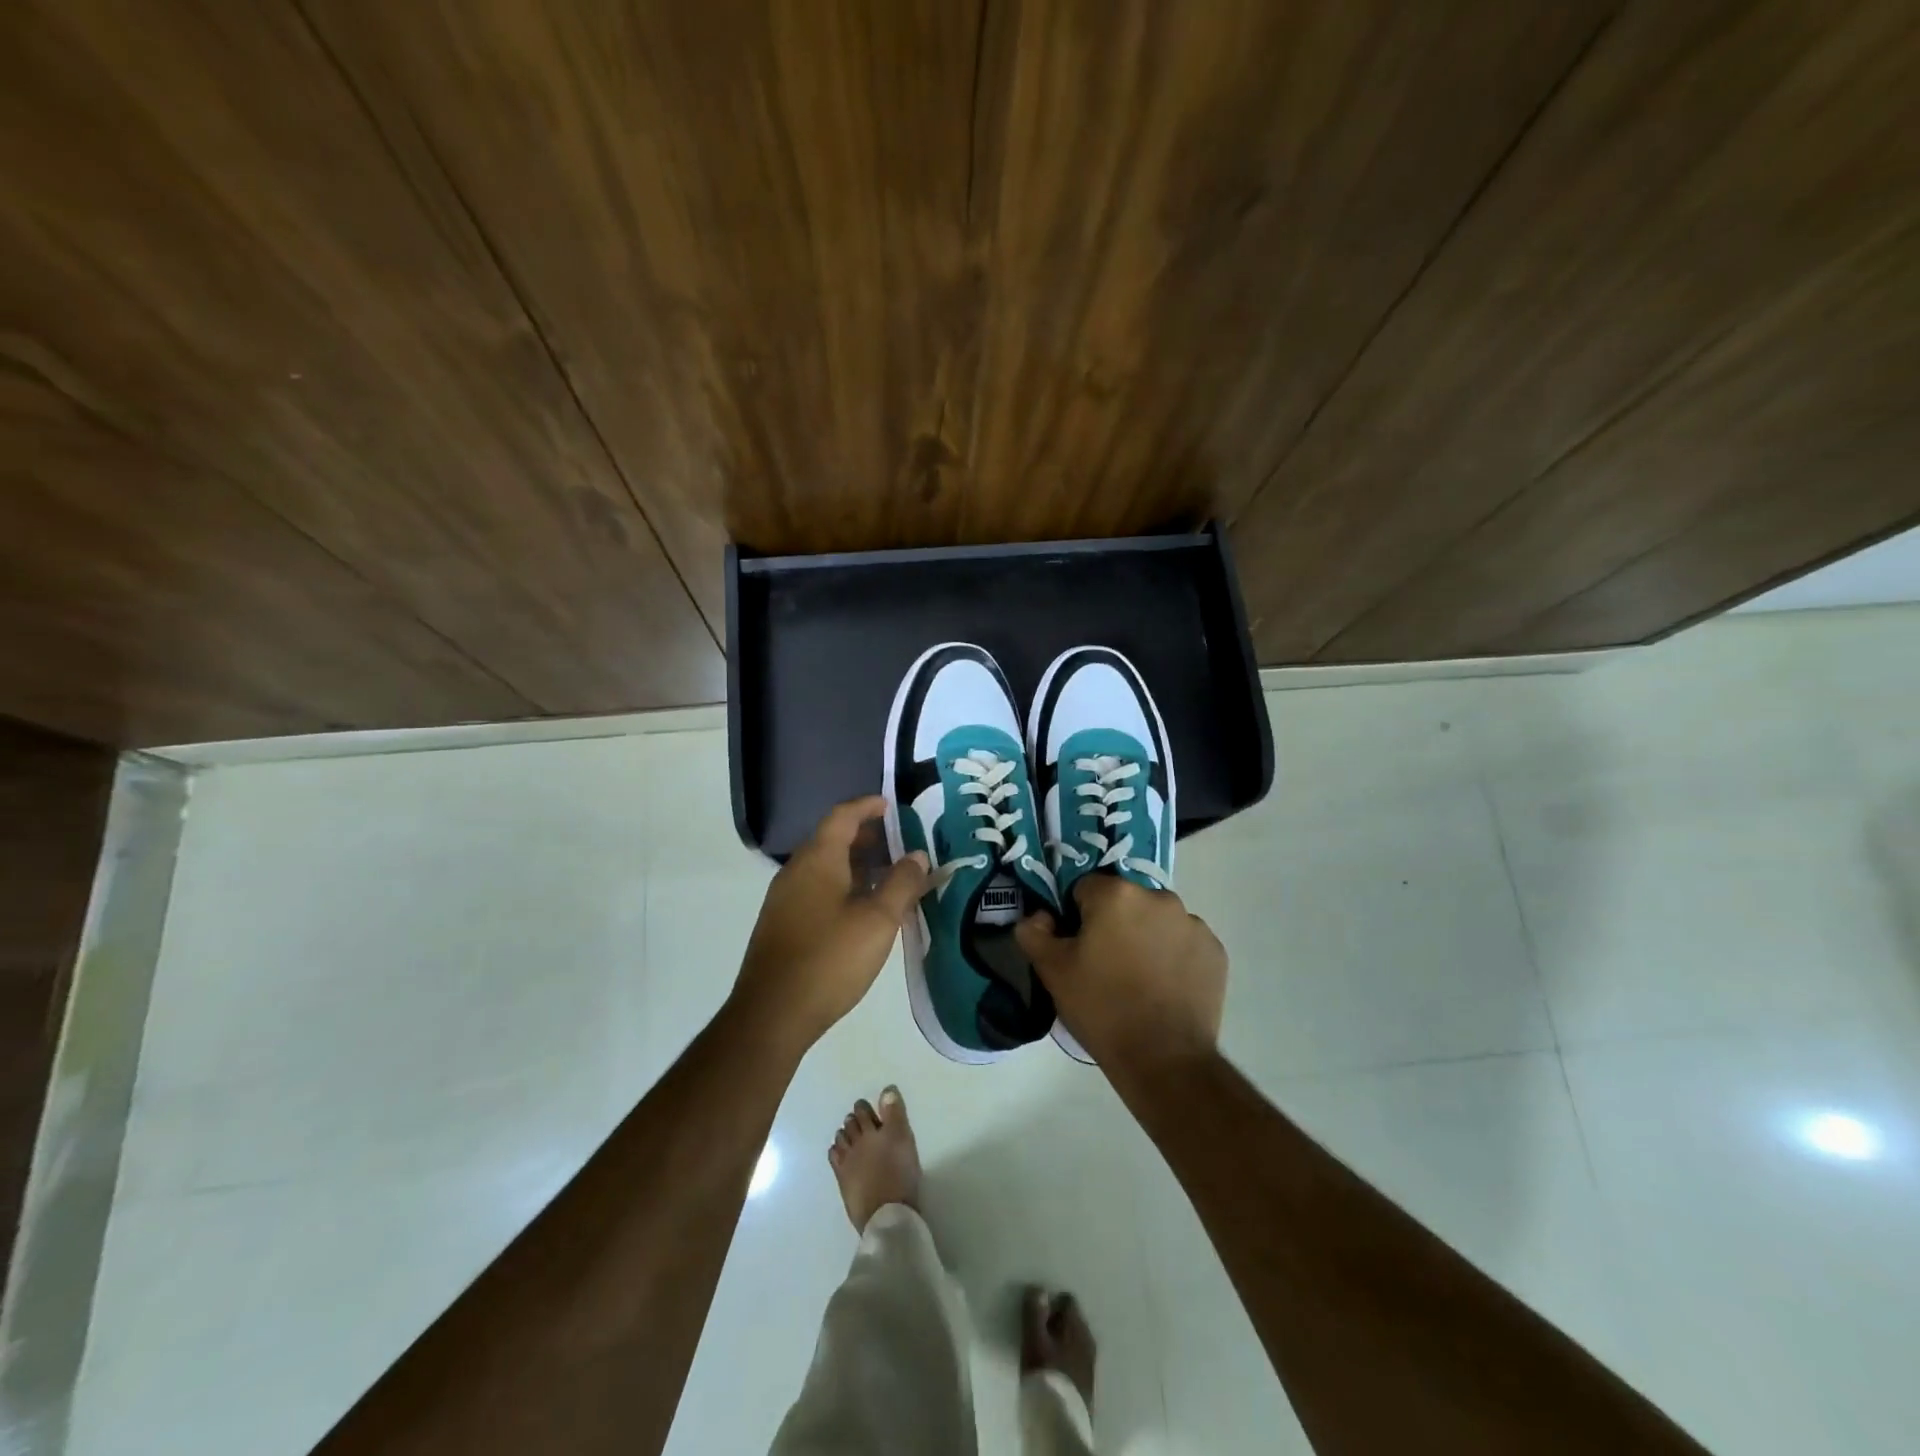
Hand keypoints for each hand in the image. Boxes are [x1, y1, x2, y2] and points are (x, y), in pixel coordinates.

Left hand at [731, 795, 929, 1053]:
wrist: (772, 1014)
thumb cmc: (830, 959)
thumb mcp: (878, 920)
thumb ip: (902, 883)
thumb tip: (918, 855)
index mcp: (818, 860)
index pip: (842, 816)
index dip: (867, 806)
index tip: (891, 806)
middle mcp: (797, 871)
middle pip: (833, 840)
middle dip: (867, 838)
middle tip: (900, 844)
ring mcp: (785, 899)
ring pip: (826, 868)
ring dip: (857, 866)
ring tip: (890, 878)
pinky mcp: (783, 925)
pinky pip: (817, 890)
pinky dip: (844, 887)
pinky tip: (864, 911)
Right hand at [1016, 876, 1226, 1074]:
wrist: (1164, 1059)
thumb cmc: (1101, 1007)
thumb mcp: (1052, 971)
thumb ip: (1034, 932)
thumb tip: (1038, 916)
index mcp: (1116, 894)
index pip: (1084, 889)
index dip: (1075, 917)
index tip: (1077, 948)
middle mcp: (1159, 897)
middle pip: (1124, 902)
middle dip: (1113, 924)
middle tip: (1104, 965)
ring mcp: (1192, 923)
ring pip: (1156, 920)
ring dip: (1145, 937)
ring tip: (1137, 980)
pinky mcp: (1215, 951)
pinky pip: (1183, 942)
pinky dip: (1173, 956)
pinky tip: (1164, 988)